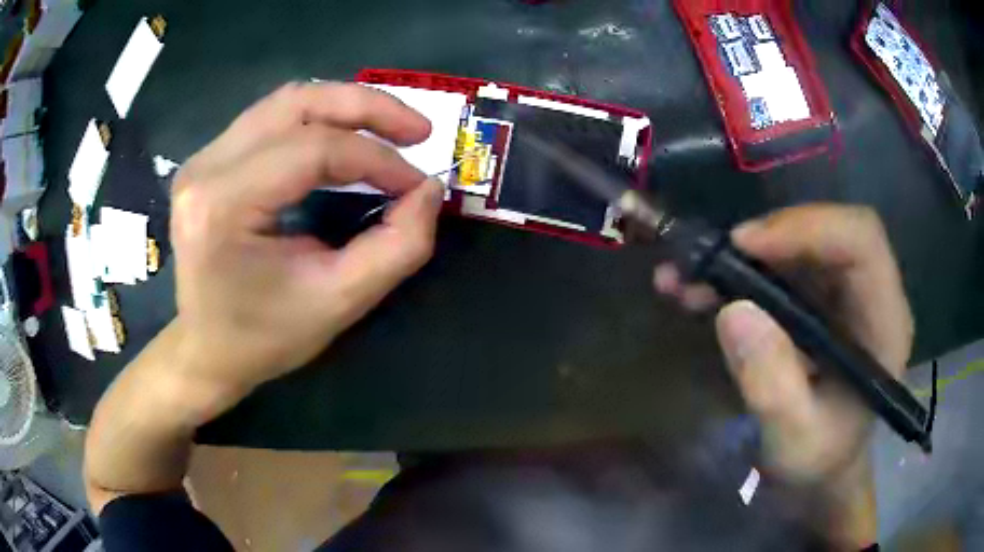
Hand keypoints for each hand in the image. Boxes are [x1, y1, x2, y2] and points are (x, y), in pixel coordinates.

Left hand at [169, 81, 443, 405]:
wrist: (207, 350)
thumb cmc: (265, 337)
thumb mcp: (339, 302)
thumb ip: (397, 247)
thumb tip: (429, 190)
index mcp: (222, 205)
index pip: (313, 149)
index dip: (378, 159)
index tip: (418, 184)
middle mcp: (205, 168)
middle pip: (298, 104)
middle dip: (368, 108)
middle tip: (418, 131)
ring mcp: (202, 158)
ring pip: (286, 102)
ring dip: (345, 108)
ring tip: (389, 130)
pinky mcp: (208, 161)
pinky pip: (271, 119)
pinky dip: (318, 120)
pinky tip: (345, 139)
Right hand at [655, 205, 912, 545]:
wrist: (821, 468)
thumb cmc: (818, 461)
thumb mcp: (794, 441)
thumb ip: (773, 386)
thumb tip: (734, 311)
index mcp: (884, 324)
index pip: (861, 242)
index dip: (808, 227)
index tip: (746, 246)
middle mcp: (870, 295)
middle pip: (827, 231)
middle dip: (766, 239)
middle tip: (710, 261)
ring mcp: (844, 294)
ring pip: (798, 244)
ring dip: (742, 256)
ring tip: (687, 279)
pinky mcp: (819, 299)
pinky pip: (780, 267)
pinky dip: (738, 273)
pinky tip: (699, 291)